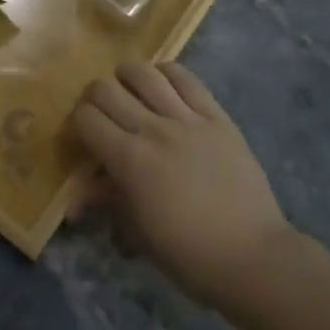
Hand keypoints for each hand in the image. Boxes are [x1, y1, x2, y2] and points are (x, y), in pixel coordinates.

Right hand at [70, 62, 295, 309]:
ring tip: (129, 89)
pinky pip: (187, 79)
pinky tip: (163, 83)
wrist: (252, 256)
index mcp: (129, 160)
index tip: (84, 134)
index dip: (77, 122)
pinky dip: (167, 73)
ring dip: (127, 77)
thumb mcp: (138, 233)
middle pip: (106, 89)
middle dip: (95, 97)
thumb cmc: (189, 254)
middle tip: (102, 113)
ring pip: (144, 73)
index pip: (86, 118)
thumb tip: (82, 194)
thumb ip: (109, 201)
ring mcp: (187, 119)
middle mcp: (153, 129)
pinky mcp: (217, 116)